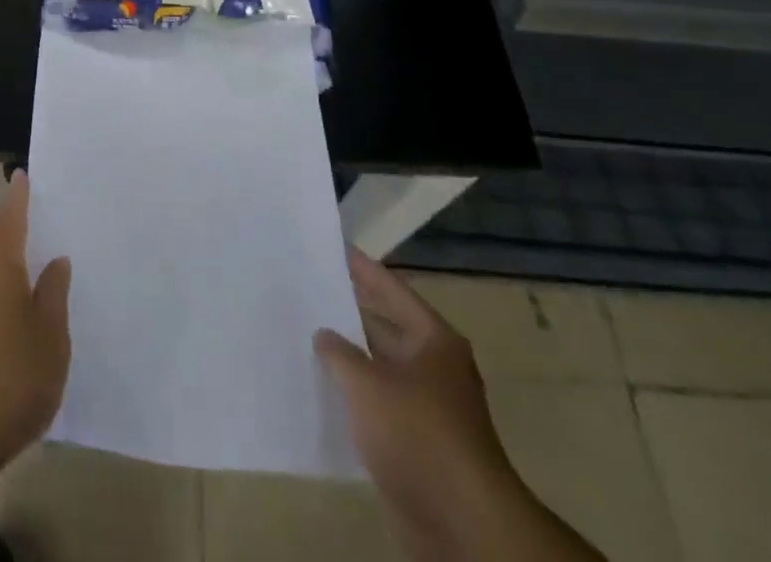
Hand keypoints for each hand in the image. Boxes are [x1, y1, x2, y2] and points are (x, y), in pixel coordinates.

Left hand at [0, 171, 72, 470]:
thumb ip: (54, 293)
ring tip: (25, 246)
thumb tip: (55, 260)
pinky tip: (11, 291)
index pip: (10, 217)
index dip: (18, 196)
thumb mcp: (51, 335)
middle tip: (29, 207)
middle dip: (7, 220)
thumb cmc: (11, 376)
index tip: (22, 175)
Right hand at [316, 252, 604, 560]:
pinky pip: (381, 404)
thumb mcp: (367, 384)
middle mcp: (436, 366)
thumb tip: (324, 334)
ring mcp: (430, 406)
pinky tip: (324, 388)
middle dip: (351, 312)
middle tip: (311, 289)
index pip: (392, 289)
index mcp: (434, 340)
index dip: (363, 268)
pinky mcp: (420, 442)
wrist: (462, 523)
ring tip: (307, 334)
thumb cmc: (417, 434)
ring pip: (382, 368)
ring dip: (351, 357)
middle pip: (388, 327)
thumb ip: (339, 352)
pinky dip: (356, 395)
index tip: (334, 247)